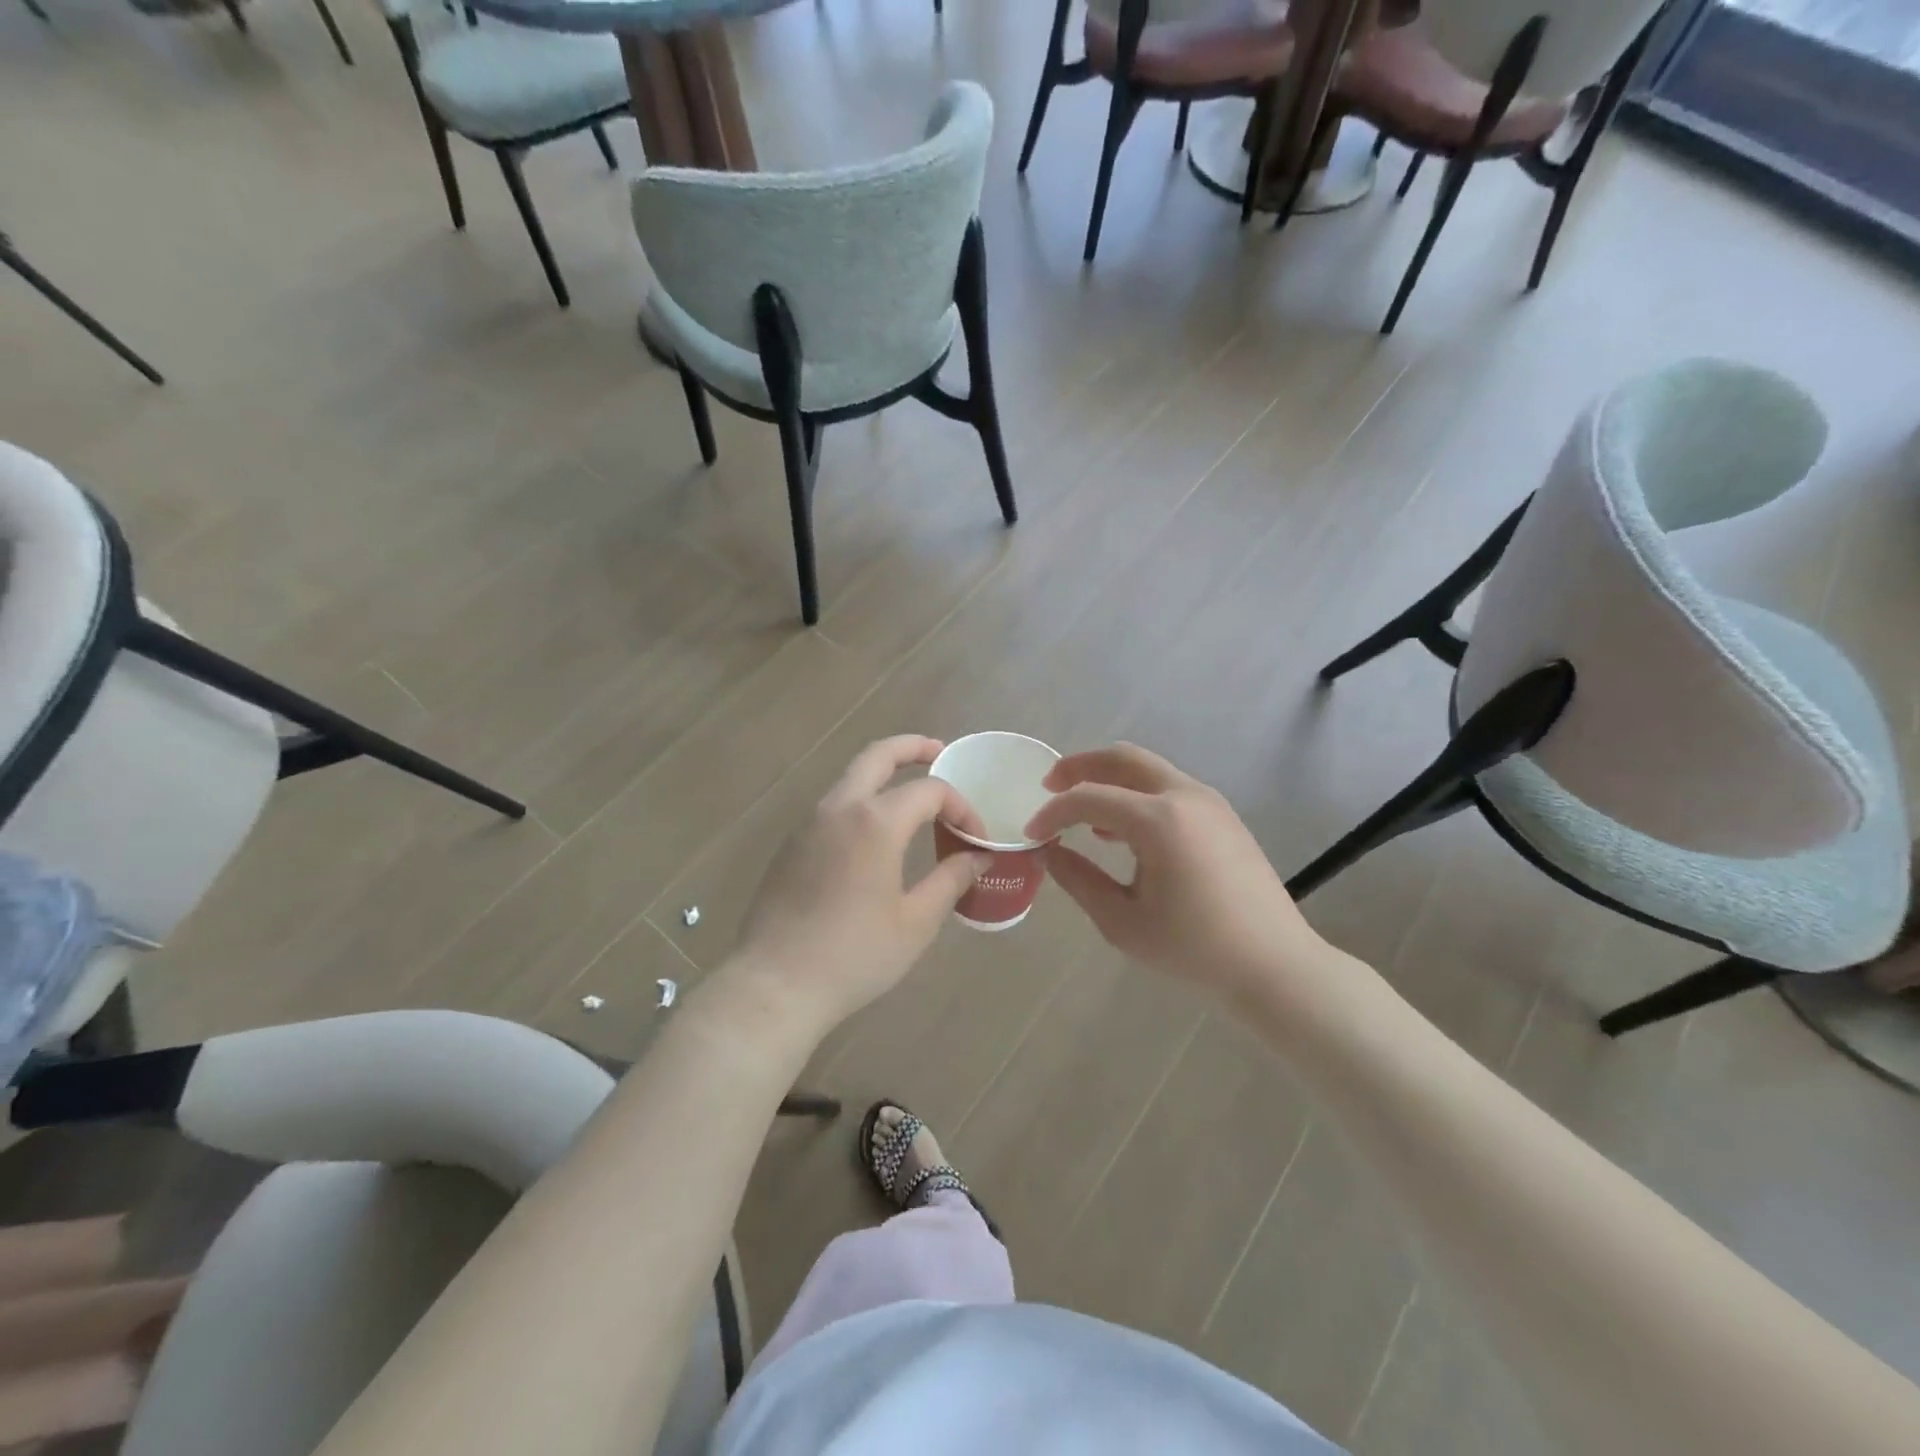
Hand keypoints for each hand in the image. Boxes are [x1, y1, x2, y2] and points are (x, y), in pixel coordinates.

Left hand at [730, 736, 986, 1033]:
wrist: (776, 984)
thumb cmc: (855, 955)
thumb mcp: (916, 922)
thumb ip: (951, 881)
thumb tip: (978, 858)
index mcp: (875, 821)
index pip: (930, 790)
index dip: (960, 807)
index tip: (975, 838)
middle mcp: (839, 808)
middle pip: (878, 756)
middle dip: (912, 747)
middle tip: (938, 751)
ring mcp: (808, 823)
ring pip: (850, 778)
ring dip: (883, 774)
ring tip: (911, 794)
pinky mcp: (791, 844)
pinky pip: (833, 806)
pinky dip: (860, 801)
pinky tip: (874, 834)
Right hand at [1023, 744, 1326, 1002]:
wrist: (1274, 964)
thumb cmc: (1194, 948)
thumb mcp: (1123, 922)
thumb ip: (1079, 880)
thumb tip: (1047, 852)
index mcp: (1158, 820)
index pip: (1089, 798)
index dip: (1053, 812)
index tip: (1032, 833)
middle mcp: (1184, 796)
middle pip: (1122, 758)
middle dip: (1080, 766)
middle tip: (1049, 785)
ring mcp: (1208, 802)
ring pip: (1147, 769)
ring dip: (1109, 779)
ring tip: (1081, 809)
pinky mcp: (1221, 815)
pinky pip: (1168, 788)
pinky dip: (1136, 795)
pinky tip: (1120, 830)